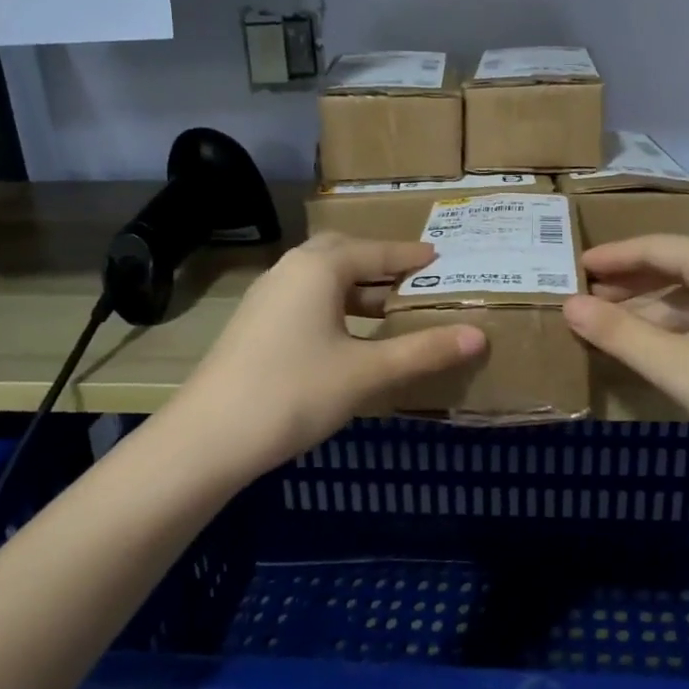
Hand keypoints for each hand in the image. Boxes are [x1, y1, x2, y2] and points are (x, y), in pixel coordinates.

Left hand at [165, 235, 485, 477]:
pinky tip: (348, 335)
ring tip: (390, 309)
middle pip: (343, 254)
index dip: (409, 256)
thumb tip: (479, 335)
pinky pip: (305, 299)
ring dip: (356, 287)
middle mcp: (290, 270)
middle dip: (379, 264)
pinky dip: (334, 305)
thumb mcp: (367, 372)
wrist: (209, 437)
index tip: (440, 258)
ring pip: (321, 278)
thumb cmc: (295, 392)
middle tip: (414, 280)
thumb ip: (423, 351)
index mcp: (318, 268)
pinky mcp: (255, 324)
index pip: (375, 251)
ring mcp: (267, 297)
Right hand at [562, 235, 688, 490]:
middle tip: (582, 297)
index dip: (611, 256)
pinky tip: (656, 351)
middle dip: (627, 283)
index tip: (573, 265)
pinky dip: (676, 330)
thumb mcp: (679, 365)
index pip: (654, 246)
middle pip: (673, 268)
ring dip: (649, 310)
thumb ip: (620, 334)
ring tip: (608, 326)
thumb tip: (569, 305)